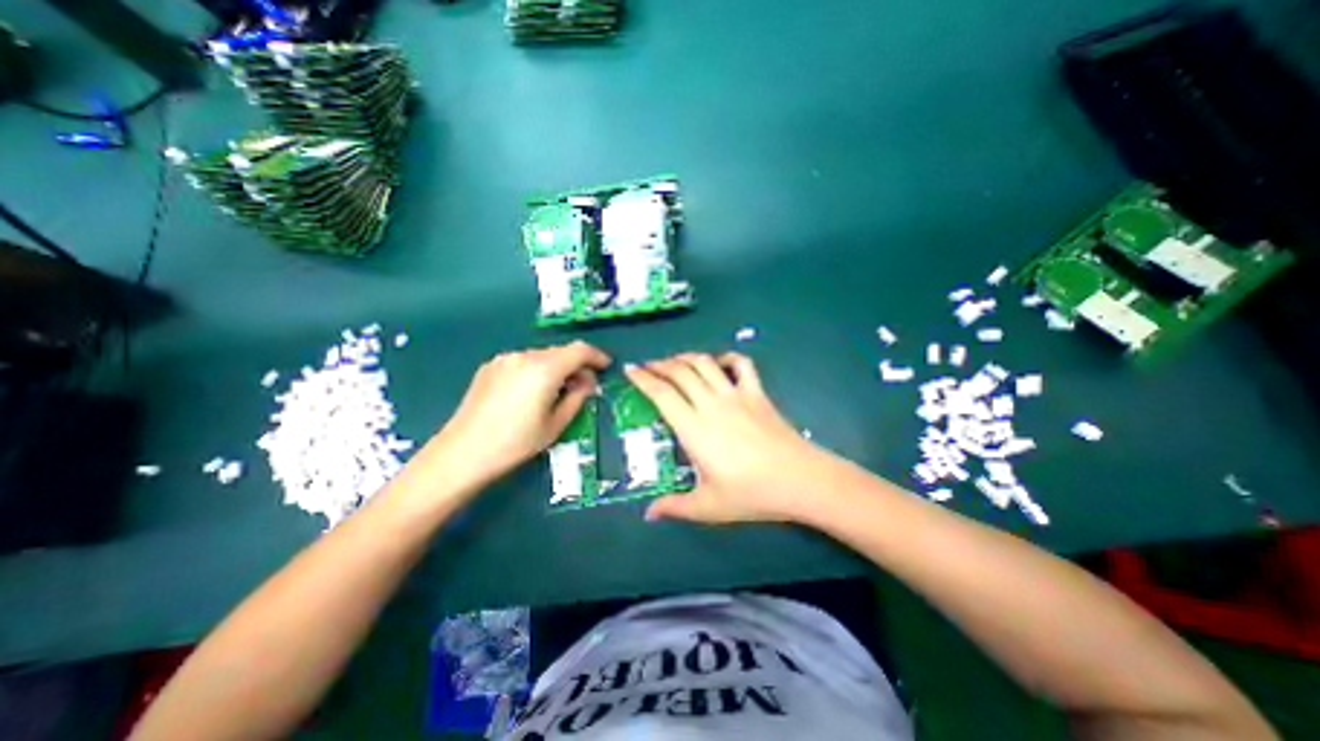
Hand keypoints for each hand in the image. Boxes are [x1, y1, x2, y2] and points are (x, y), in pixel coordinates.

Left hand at [425, 340, 611, 492]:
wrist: (462, 453)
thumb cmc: (515, 443)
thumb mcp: (556, 424)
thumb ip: (577, 397)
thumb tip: (587, 381)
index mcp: (544, 369)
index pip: (579, 350)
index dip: (596, 356)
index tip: (605, 367)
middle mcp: (524, 356)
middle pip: (560, 352)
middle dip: (576, 364)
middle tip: (583, 386)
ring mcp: (504, 359)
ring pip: (541, 356)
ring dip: (556, 368)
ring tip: (557, 391)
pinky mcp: (490, 367)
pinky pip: (523, 362)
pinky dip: (536, 370)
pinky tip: (531, 392)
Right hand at [625, 351, 832, 521]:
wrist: (799, 479)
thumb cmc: (751, 493)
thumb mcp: (707, 506)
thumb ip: (675, 506)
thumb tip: (649, 514)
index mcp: (693, 427)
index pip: (662, 393)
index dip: (643, 378)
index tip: (631, 370)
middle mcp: (711, 403)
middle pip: (680, 371)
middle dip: (659, 364)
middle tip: (648, 366)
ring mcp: (736, 394)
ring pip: (705, 363)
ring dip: (686, 357)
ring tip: (674, 361)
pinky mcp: (757, 392)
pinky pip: (741, 364)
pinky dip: (727, 357)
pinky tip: (719, 363)